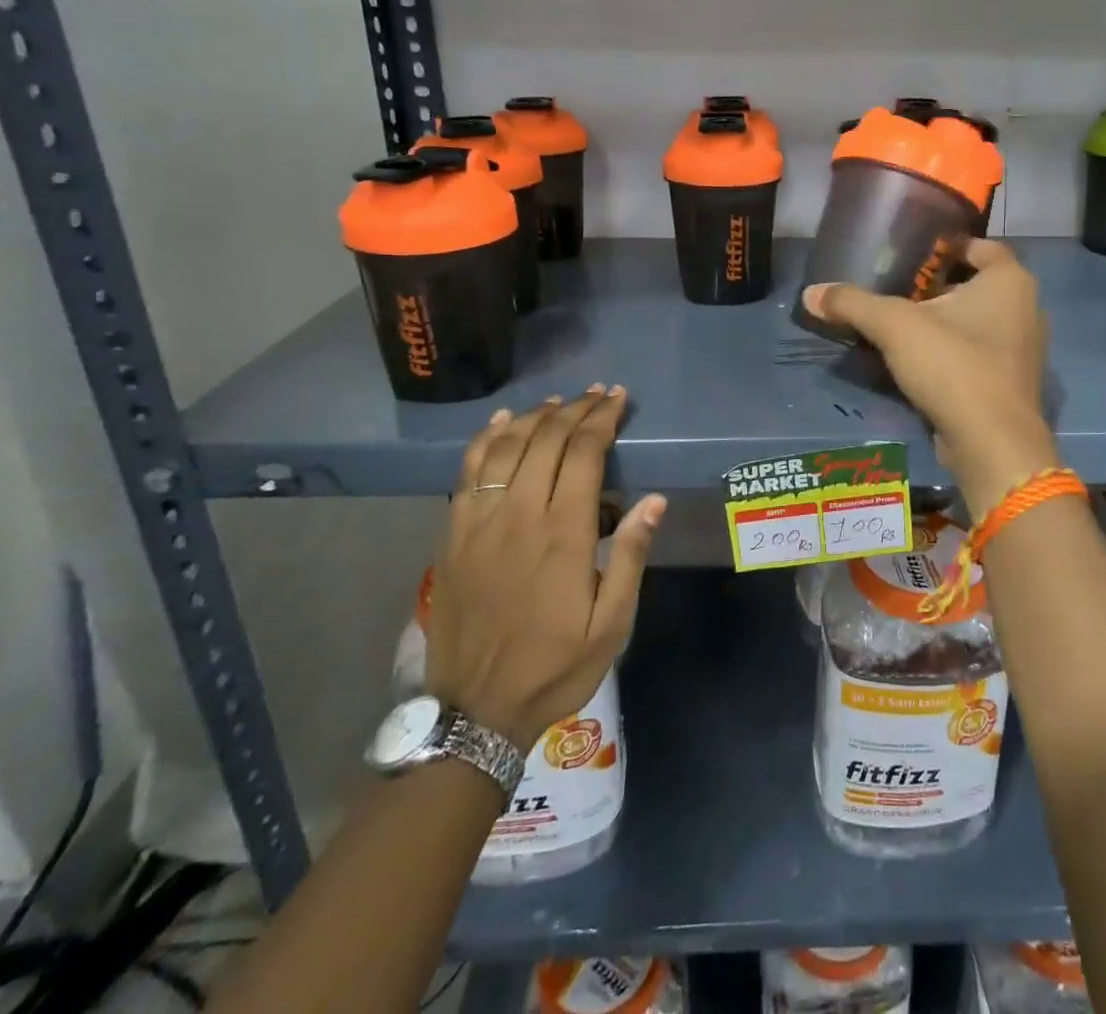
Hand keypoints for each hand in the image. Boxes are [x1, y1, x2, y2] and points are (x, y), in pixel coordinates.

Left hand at [426, 386, 664, 752]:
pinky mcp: (452, 534)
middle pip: (545, 440)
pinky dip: (487, 438)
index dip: (602, 419)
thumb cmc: (554, 667)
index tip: (618, 399)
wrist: (474, 711)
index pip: (583, 453)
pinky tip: (503, 422)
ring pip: (505, 446)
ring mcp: (478, 522)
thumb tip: (653, 500)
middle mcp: (518, 515)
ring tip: (559, 402)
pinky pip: (468, 471)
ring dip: (534, 416)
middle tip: (598, 394)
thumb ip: (629, 557)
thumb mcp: (610, 625)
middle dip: (575, 409)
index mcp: (562, 534)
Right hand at [800, 238, 1057, 518]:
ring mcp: (1023, 349)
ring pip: (979, 321)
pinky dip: (953, 352)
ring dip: (945, 321)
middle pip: (977, 284)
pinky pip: (980, 353)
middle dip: (939, 286)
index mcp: (1009, 281)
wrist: (992, 443)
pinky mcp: (1012, 383)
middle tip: (898, 289)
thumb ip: (853, 304)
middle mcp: (1026, 308)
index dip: (948, 246)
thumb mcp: (894, 327)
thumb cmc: (953, 365)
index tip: (914, 254)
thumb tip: (810, 293)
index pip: (981, 246)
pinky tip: (920, 362)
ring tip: (903, 325)